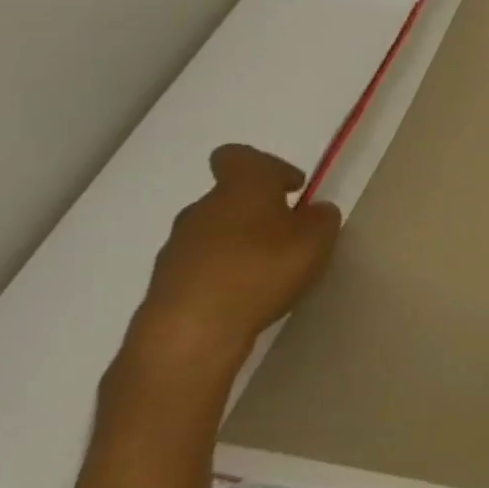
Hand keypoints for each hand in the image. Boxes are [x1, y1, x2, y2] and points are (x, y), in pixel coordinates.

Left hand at [111, 145, 340, 407]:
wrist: (191, 330)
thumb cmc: (262, 269)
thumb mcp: (318, 239)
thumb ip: (321, 218)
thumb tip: (313, 211)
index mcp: (240, 188)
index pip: (239, 156)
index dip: (268, 166)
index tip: (292, 189)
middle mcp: (202, 208)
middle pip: (230, 197)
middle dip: (259, 211)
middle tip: (290, 236)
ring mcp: (178, 246)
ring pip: (216, 231)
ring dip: (241, 242)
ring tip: (270, 270)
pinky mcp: (167, 280)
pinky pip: (203, 264)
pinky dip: (225, 271)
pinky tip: (246, 294)